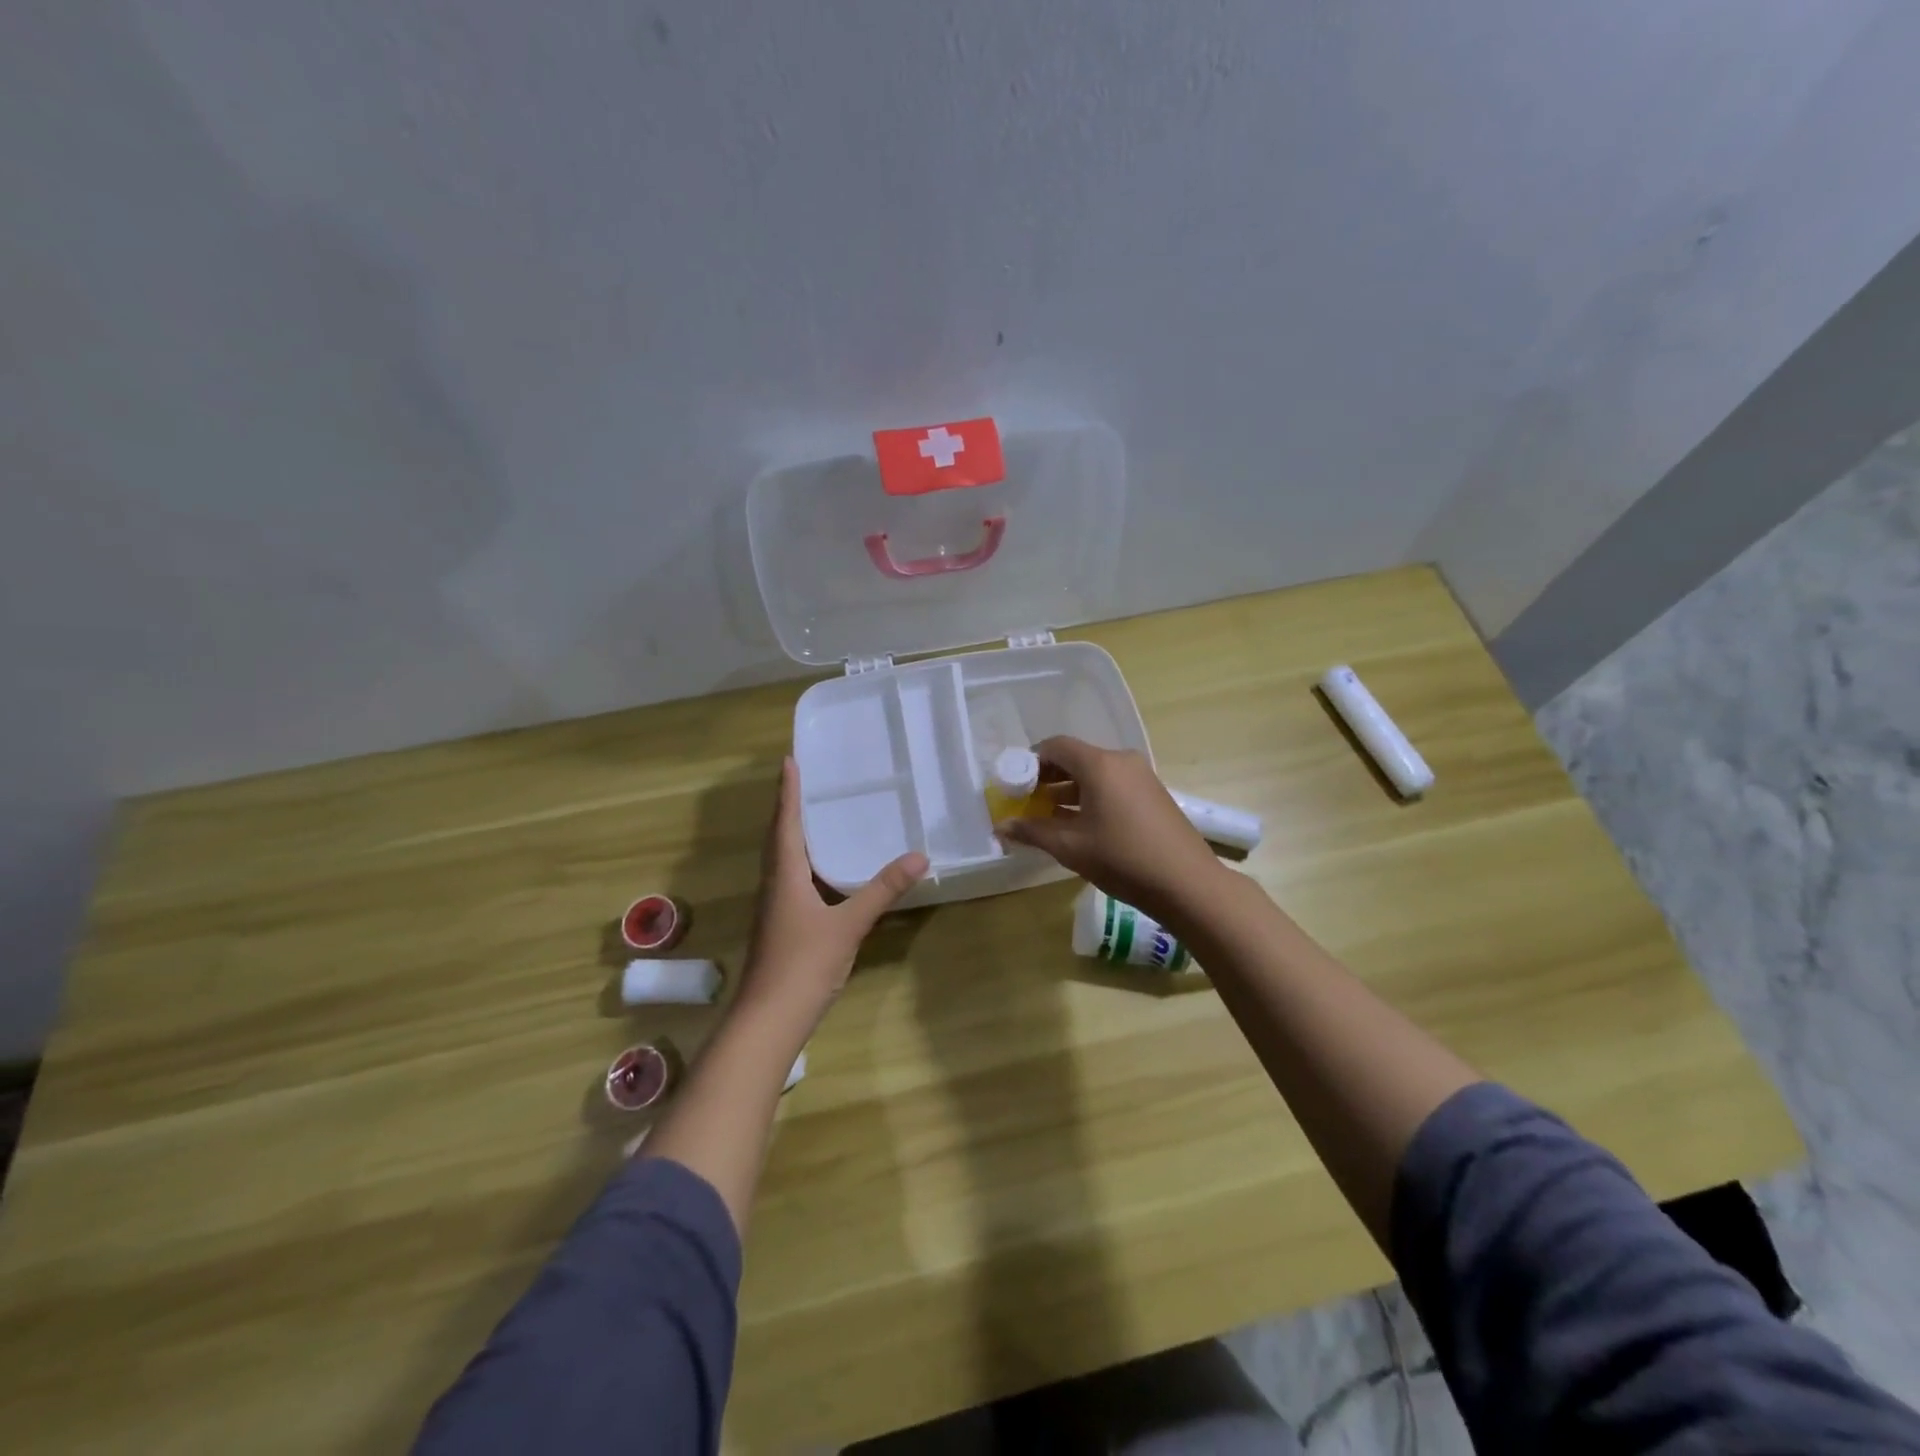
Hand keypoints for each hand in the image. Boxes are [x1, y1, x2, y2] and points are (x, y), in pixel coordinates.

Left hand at [736, 757, 927, 1034]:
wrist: (768, 1021)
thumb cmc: (804, 965)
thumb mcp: (849, 925)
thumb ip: (882, 890)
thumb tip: (919, 856)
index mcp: (784, 876)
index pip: (786, 823)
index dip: (788, 792)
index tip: (789, 761)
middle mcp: (773, 886)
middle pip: (777, 839)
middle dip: (788, 809)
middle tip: (802, 782)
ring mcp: (773, 909)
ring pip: (781, 861)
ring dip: (792, 835)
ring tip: (813, 817)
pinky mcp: (779, 928)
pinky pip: (788, 881)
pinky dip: (801, 864)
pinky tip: (819, 873)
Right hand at [996, 736, 1222, 921]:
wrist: (1187, 883)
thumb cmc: (1123, 859)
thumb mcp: (1070, 847)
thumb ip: (1033, 831)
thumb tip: (1001, 827)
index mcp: (1100, 764)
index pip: (1056, 746)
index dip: (1031, 761)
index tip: (1015, 784)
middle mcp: (1121, 761)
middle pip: (1076, 757)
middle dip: (1048, 777)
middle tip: (1028, 801)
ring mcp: (1141, 776)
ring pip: (1095, 773)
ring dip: (1069, 789)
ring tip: (1049, 815)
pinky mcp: (1153, 793)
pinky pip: (1113, 785)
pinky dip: (1092, 796)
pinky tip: (1081, 824)